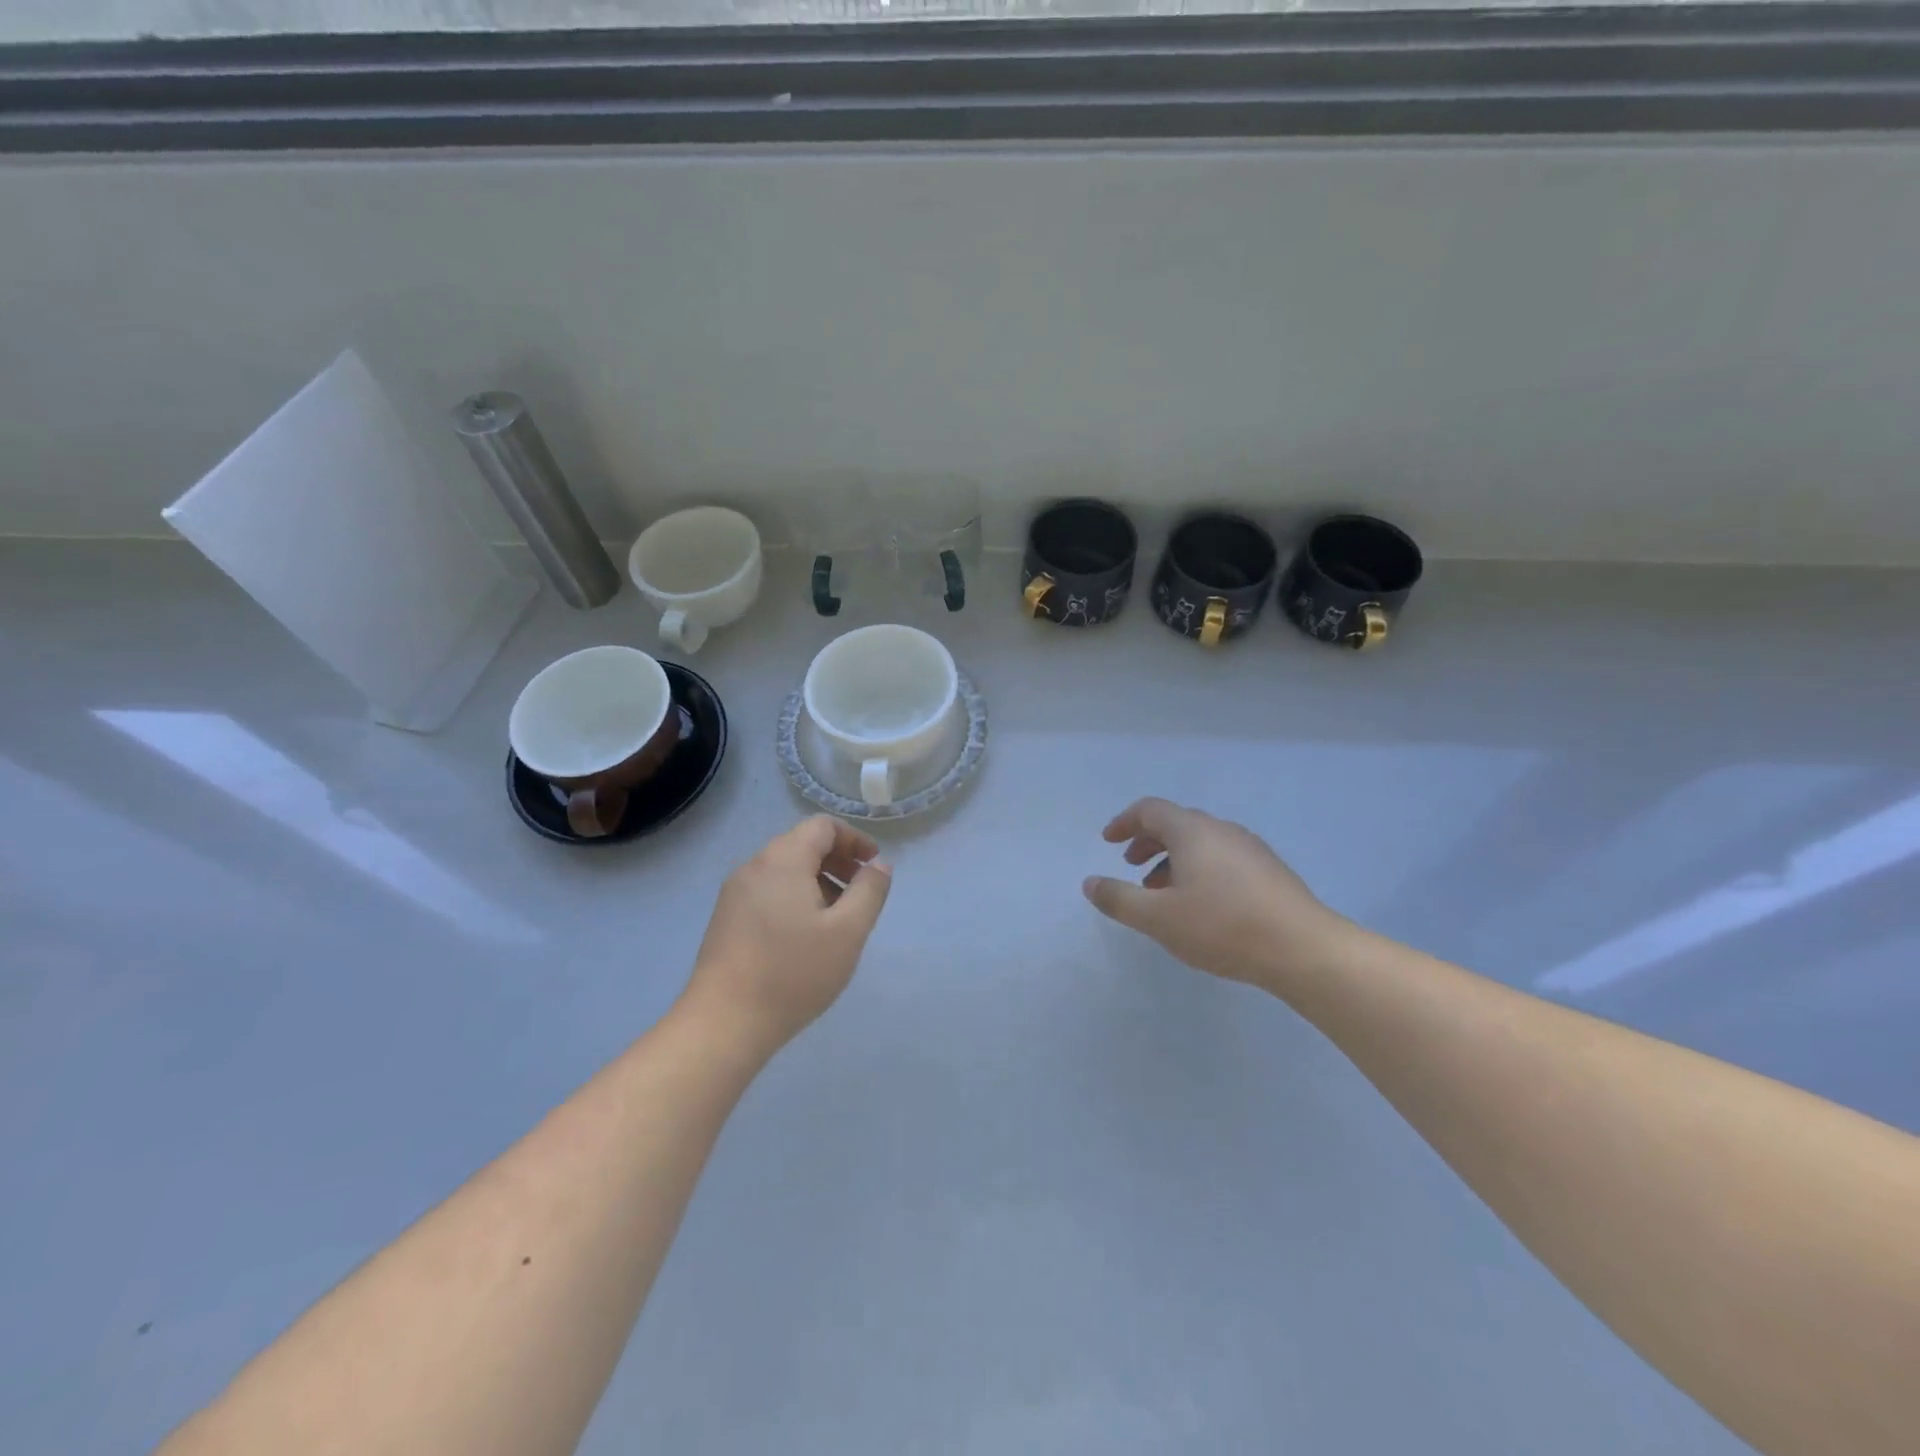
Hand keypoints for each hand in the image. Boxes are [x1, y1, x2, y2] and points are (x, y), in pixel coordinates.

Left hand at [684, 816, 890, 1054]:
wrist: (724, 1024)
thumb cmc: (793, 973)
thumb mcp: (847, 932)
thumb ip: (869, 891)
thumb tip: (879, 865)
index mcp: (783, 860)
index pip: (823, 827)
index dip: (854, 839)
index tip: (873, 867)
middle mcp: (754, 866)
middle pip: (802, 844)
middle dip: (837, 860)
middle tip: (861, 893)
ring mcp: (735, 893)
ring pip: (785, 869)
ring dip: (818, 881)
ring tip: (837, 919)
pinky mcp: (726, 918)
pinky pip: (768, 890)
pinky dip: (795, 897)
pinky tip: (805, 936)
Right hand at [1083, 797, 1350, 989]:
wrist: (1303, 949)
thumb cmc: (1222, 927)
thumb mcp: (1158, 918)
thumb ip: (1119, 898)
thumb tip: (1090, 883)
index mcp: (1192, 831)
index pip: (1150, 809)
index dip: (1124, 822)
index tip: (1108, 842)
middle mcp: (1221, 830)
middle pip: (1176, 823)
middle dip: (1147, 841)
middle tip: (1131, 866)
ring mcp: (1250, 848)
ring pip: (1201, 843)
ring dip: (1173, 859)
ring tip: (1162, 893)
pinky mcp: (1269, 871)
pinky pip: (1222, 858)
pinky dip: (1199, 869)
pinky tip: (1201, 905)